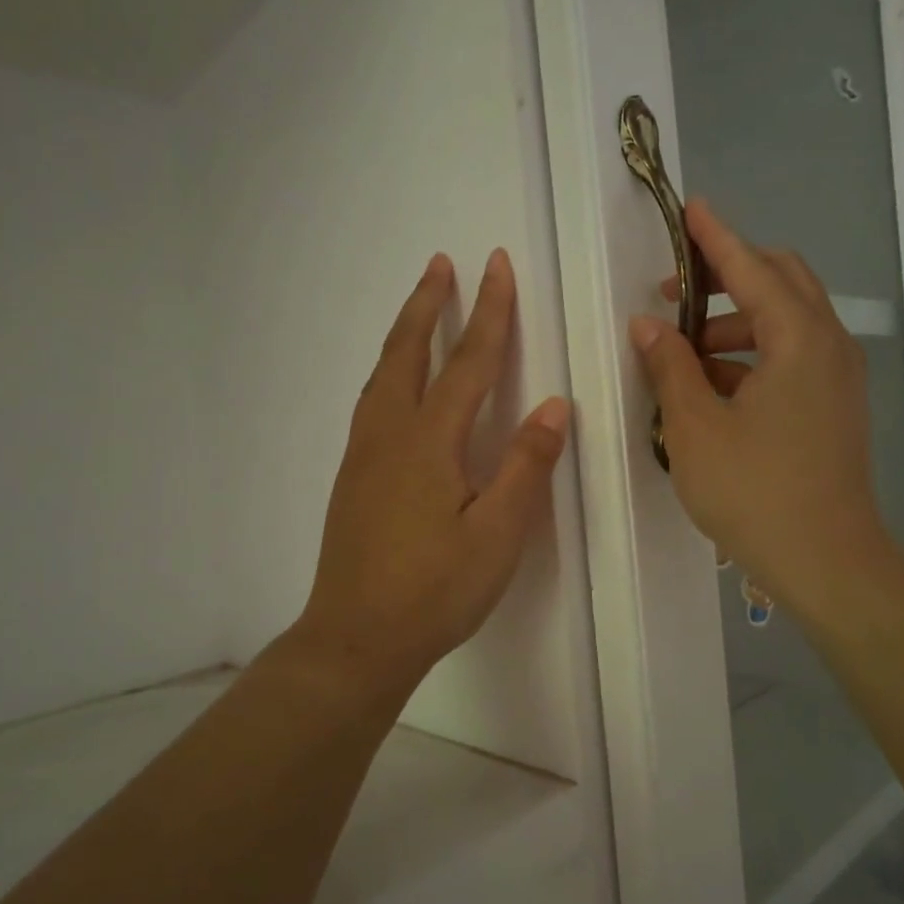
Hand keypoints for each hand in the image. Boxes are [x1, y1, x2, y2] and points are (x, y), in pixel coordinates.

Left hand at [294, 249, 570, 700]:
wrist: (356, 639)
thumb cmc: (434, 591)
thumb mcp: (498, 535)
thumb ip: (525, 467)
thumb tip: (551, 406)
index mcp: (429, 442)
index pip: (468, 363)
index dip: (488, 312)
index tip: (497, 265)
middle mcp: (388, 435)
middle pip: (408, 353)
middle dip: (428, 305)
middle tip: (441, 263)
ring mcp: (363, 456)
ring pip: (382, 376)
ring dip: (405, 334)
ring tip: (420, 308)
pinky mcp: (352, 478)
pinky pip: (372, 402)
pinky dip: (389, 371)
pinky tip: (397, 385)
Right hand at [630, 200, 902, 622]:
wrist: (827, 563)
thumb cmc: (755, 492)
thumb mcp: (696, 427)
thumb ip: (670, 366)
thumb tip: (648, 326)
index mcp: (799, 339)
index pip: (752, 267)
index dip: (715, 237)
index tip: (689, 209)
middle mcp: (828, 345)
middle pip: (781, 282)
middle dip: (729, 276)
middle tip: (675, 293)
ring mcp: (838, 378)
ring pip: (787, 322)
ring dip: (737, 322)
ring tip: (684, 350)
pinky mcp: (835, 407)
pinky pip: (794, 357)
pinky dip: (754, 355)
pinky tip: (714, 385)